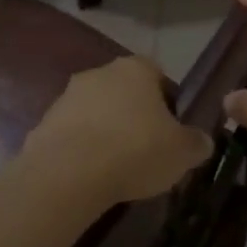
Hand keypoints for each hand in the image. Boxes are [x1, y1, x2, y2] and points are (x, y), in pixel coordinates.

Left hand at [21, 55, 212, 206]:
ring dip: (105, 132)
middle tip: (146, 150)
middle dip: (134, 116)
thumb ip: (196, 143)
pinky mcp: (43, 124)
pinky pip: (71, 135)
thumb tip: (204, 141)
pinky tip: (90, 177)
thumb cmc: (135, 150)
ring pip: (95, 112)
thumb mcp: (182, 152)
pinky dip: (81, 151)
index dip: (167, 101)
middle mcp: (100, 73)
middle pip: (124, 92)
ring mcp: (67, 97)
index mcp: (136, 69)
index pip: (157, 74)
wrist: (67, 174)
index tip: (171, 130)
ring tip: (117, 169)